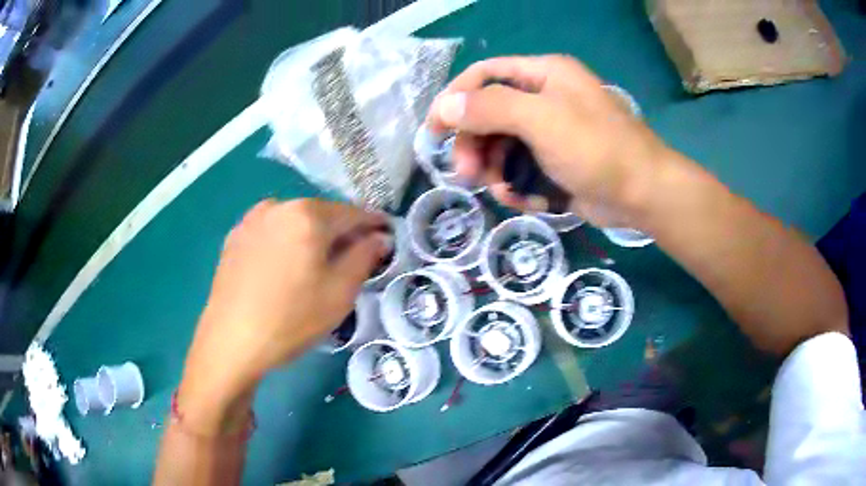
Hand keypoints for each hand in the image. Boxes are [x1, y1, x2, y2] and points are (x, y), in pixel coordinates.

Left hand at [178, 199, 387, 431]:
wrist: (231, 340)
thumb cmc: (291, 318)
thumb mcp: (340, 292)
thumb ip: (364, 257)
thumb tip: (379, 237)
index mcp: (308, 214)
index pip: (352, 213)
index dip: (373, 224)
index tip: (386, 235)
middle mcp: (278, 206)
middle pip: (321, 215)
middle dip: (340, 233)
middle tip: (352, 258)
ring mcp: (251, 220)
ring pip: (294, 222)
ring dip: (311, 238)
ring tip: (315, 267)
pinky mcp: (234, 237)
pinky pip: (271, 233)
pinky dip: (286, 244)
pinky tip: (284, 270)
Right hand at [427, 55, 672, 226]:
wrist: (643, 194)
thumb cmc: (597, 148)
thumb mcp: (541, 119)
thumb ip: (491, 107)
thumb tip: (445, 106)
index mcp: (544, 74)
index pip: (485, 74)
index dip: (456, 98)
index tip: (434, 130)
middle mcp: (546, 98)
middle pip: (490, 114)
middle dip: (476, 144)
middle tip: (467, 175)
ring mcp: (552, 132)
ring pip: (503, 146)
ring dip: (497, 171)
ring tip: (504, 192)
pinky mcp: (557, 163)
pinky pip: (523, 169)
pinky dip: (519, 187)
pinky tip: (529, 201)